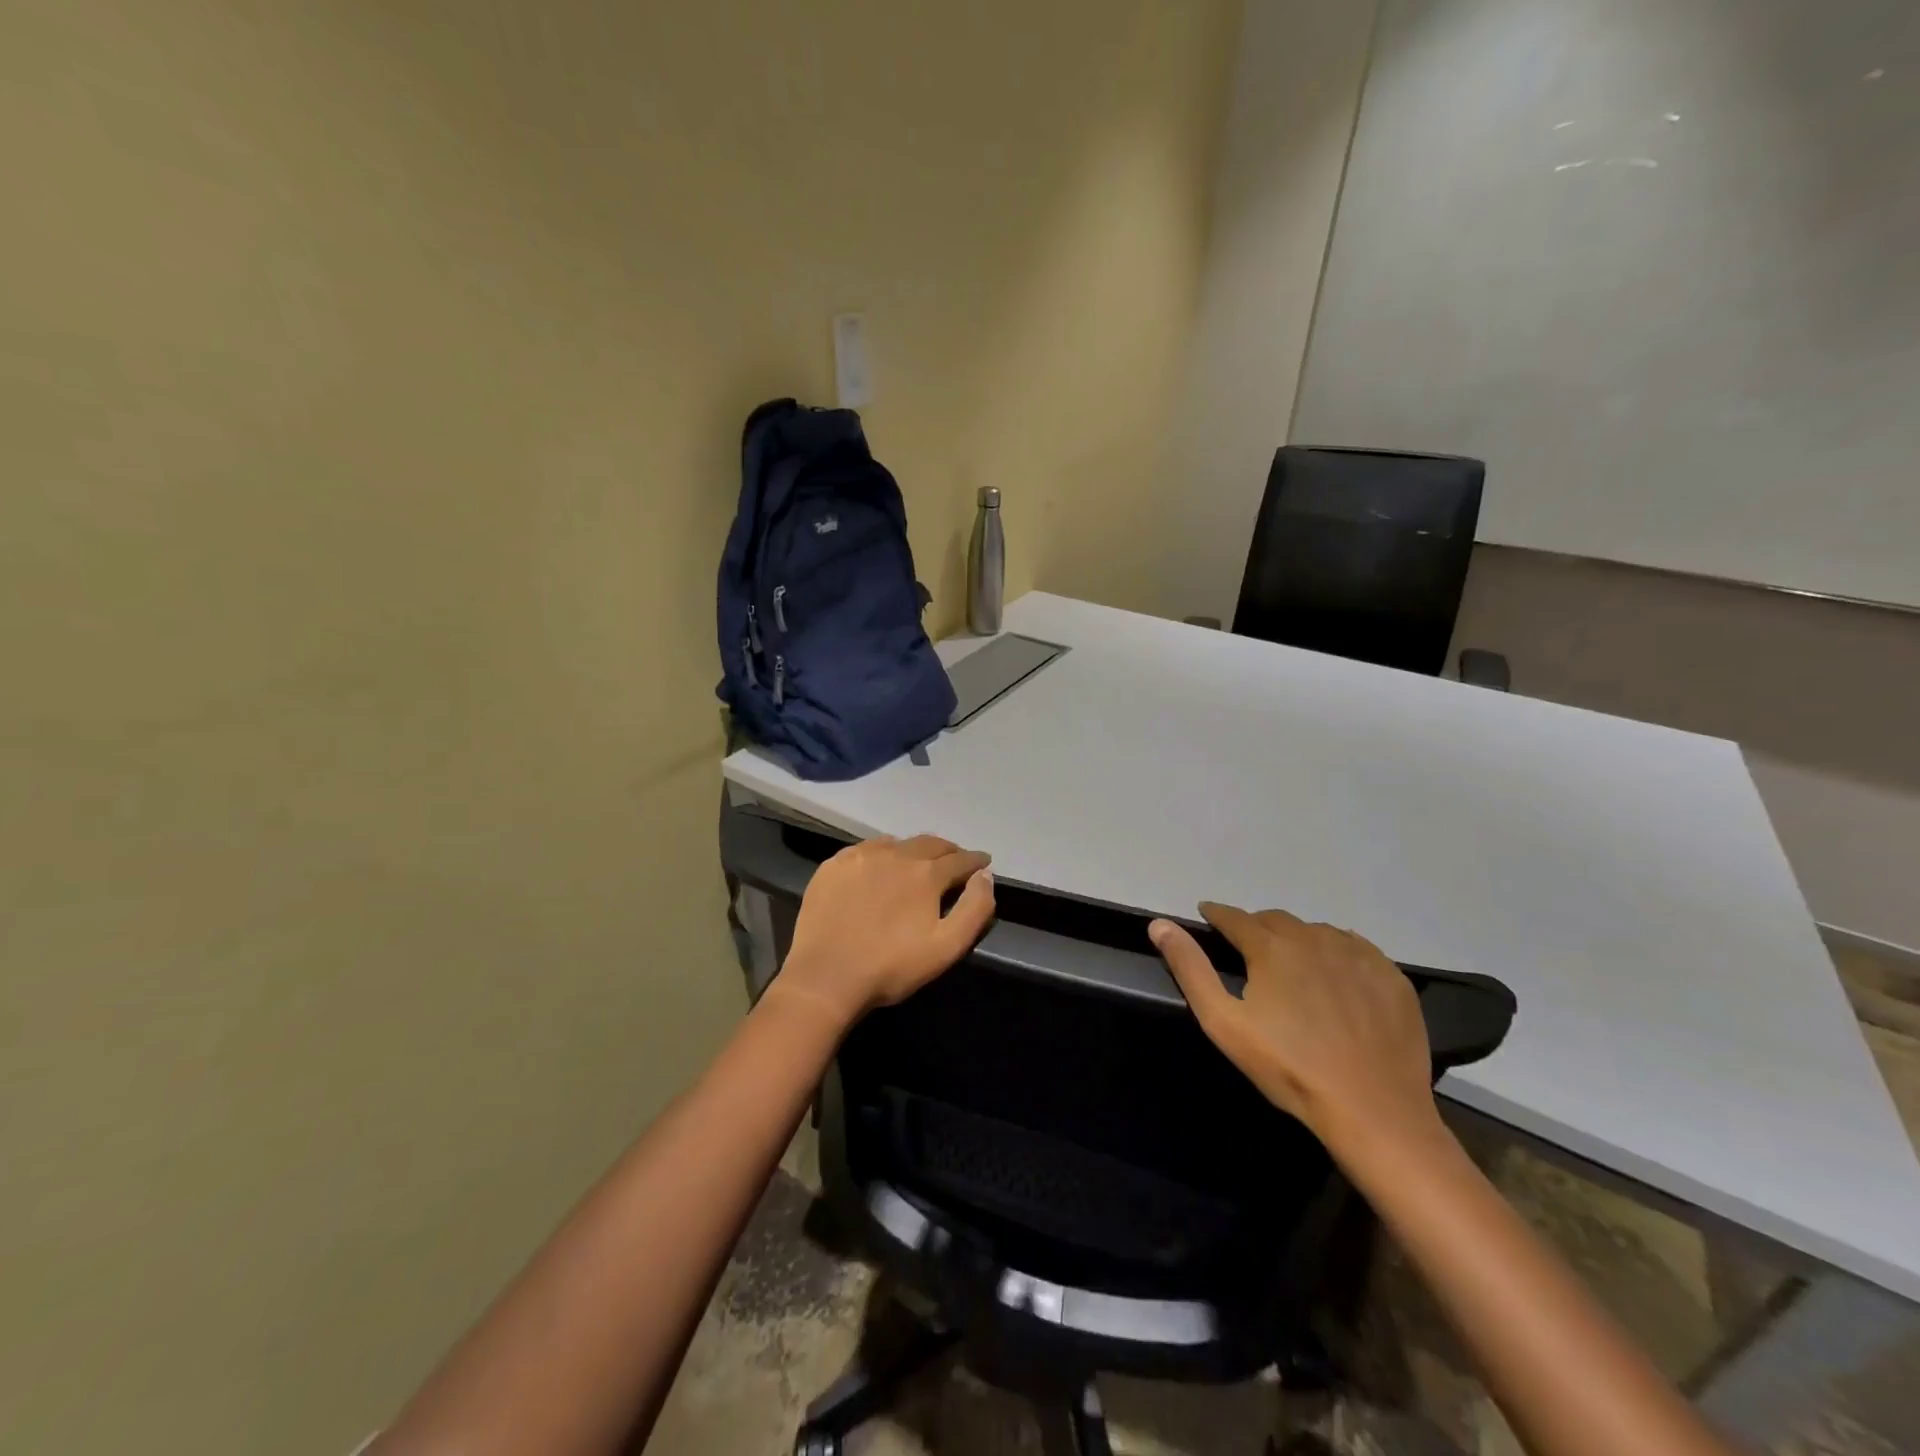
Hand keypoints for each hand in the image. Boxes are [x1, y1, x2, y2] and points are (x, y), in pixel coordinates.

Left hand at [773, 835, 994, 1026]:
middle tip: (955, 861)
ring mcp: (861, 855)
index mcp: (926, 873)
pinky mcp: (834, 864)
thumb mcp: (947, 947)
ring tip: (919, 863)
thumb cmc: (891, 967)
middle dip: (948, 851)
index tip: (983, 863)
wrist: (825, 977)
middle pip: (930, 844)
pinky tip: (880, 867)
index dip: (975, 861)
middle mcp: (896, 854)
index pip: (960, 859)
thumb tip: (985, 876)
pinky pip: (867, 849)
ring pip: (898, 843)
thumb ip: (974, 908)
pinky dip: (883, 853)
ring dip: (915, 850)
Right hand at [1150, 904, 1436, 1148]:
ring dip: (1297, 939)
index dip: (1217, 915)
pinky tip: (1336, 977)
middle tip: (1248, 949)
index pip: (1235, 918)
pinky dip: (1337, 953)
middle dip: (1256, 928)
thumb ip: (1190, 968)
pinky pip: (1355, 948)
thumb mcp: (1223, 1022)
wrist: (1374, 1112)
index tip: (1207, 915)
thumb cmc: (1288, 1068)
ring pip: (1316, 932)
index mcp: (1271, 946)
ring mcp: (1358, 955)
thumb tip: (1159, 924)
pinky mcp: (1391, 976)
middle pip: (1276, 921)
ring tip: (1291, 965)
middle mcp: (1314, 938)